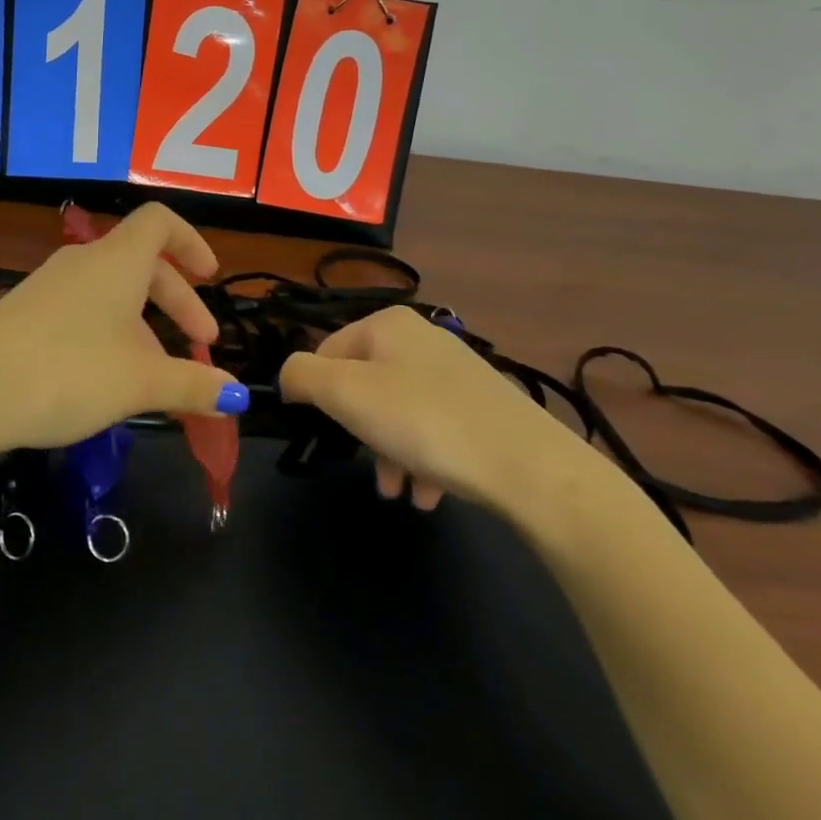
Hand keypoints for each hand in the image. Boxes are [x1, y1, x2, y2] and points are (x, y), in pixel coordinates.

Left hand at [0, 204, 248, 454]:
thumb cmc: (68, 371)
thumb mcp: (140, 382)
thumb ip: (192, 385)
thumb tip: (238, 394)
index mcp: (118, 260)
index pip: (160, 222)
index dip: (191, 242)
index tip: (211, 277)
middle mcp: (84, 262)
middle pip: (142, 264)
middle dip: (178, 302)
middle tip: (201, 346)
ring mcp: (50, 285)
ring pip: (112, 292)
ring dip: (145, 325)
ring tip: (157, 376)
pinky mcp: (26, 312)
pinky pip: (84, 310)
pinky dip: (111, 333)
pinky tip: (108, 379)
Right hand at [280, 306, 608, 523]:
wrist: (531, 469)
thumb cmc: (425, 422)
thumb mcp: (345, 394)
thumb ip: (301, 376)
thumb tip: (288, 377)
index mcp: (387, 324)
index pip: (328, 350)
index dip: (320, 394)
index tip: (329, 431)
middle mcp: (422, 339)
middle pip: (365, 385)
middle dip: (360, 432)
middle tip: (368, 469)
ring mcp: (457, 373)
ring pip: (399, 412)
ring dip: (390, 453)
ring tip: (400, 493)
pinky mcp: (483, 408)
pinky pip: (435, 430)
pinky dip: (424, 460)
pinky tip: (429, 494)